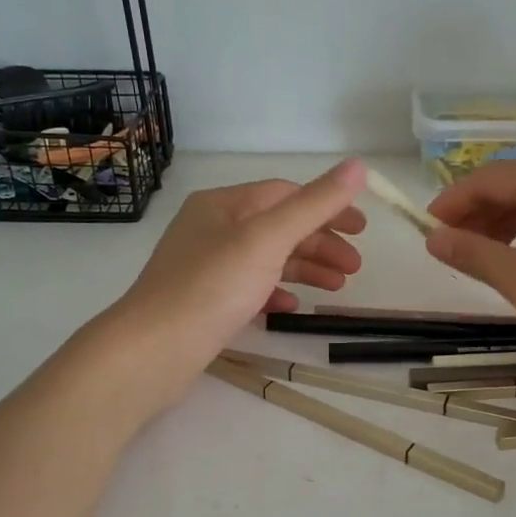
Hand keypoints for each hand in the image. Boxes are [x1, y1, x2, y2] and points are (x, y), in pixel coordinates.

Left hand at [83, 159, 368, 412]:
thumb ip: (315, 204)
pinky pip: (249, 288)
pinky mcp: (204, 301)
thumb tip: (358, 166)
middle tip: (355, 268)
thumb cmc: (212, 286)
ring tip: (337, 288)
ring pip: (266, 259)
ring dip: (304, 269)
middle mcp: (212, 228)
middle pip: (278, 227)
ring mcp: (206, 266)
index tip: (362, 230)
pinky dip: (275, 292)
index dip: (328, 208)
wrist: (153, 350)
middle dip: (320, 244)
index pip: (285, 194)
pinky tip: (292, 307)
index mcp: (223, 204)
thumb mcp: (268, 239)